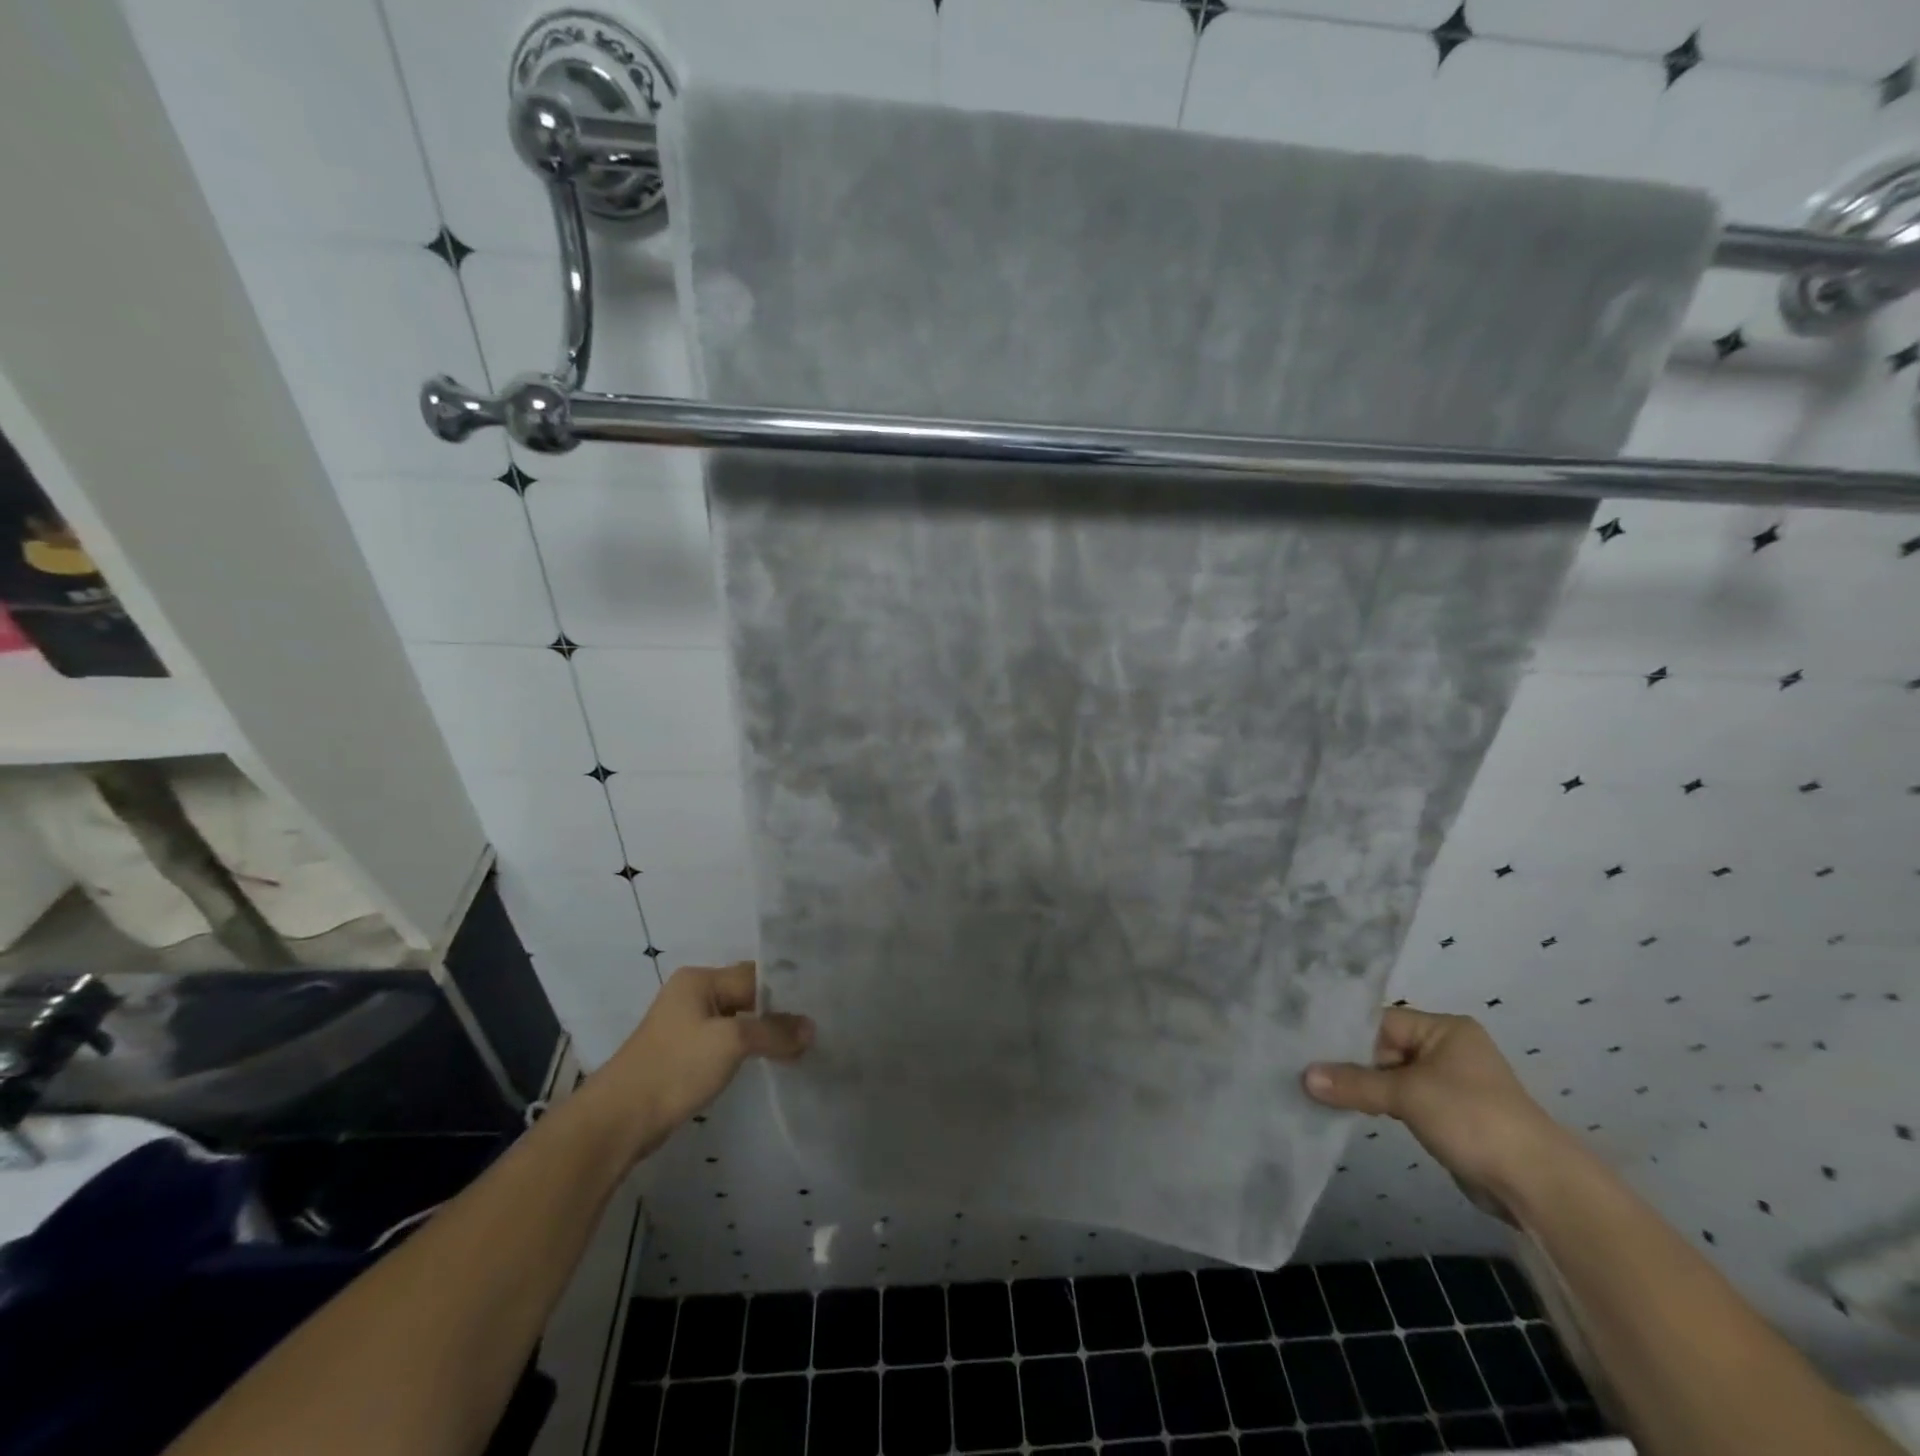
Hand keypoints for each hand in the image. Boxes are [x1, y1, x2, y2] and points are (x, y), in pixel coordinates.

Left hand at [593, 961, 812, 1161]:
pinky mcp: (683, 1053)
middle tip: (814, 1027)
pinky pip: (725, 1041)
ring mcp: (685, 1025)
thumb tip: (811, 1028)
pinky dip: (746, 1048)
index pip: (755, 975)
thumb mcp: (731, 1043)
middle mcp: (692, 994)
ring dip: (763, 1032)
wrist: (619, 1120)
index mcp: (699, 979)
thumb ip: (773, 1031)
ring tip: (798, 1045)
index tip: (819, 1006)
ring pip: (737, 1020)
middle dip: (777, 1012)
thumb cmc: (675, 1068)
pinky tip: (767, 1061)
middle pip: (747, 995)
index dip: (786, 992)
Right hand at [1303, 1006, 1569, 1210]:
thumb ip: (1354, 1083)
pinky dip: (1378, 1104)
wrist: (1537, 1186)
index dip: (1345, 1034)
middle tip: (1305, 1069)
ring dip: (1362, 1086)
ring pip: (1391, 1076)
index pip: (1381, 1021)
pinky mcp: (1448, 1115)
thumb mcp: (1407, 1095)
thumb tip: (1304, 1076)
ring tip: (1318, 1090)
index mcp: (1445, 1029)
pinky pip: (1402, 1100)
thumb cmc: (1473, 1118)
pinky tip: (1346, 1108)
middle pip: (1383, 1048)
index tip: (1306, 1044)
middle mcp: (1447, 1049)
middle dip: (1349, 1063)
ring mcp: (1449, 1084)